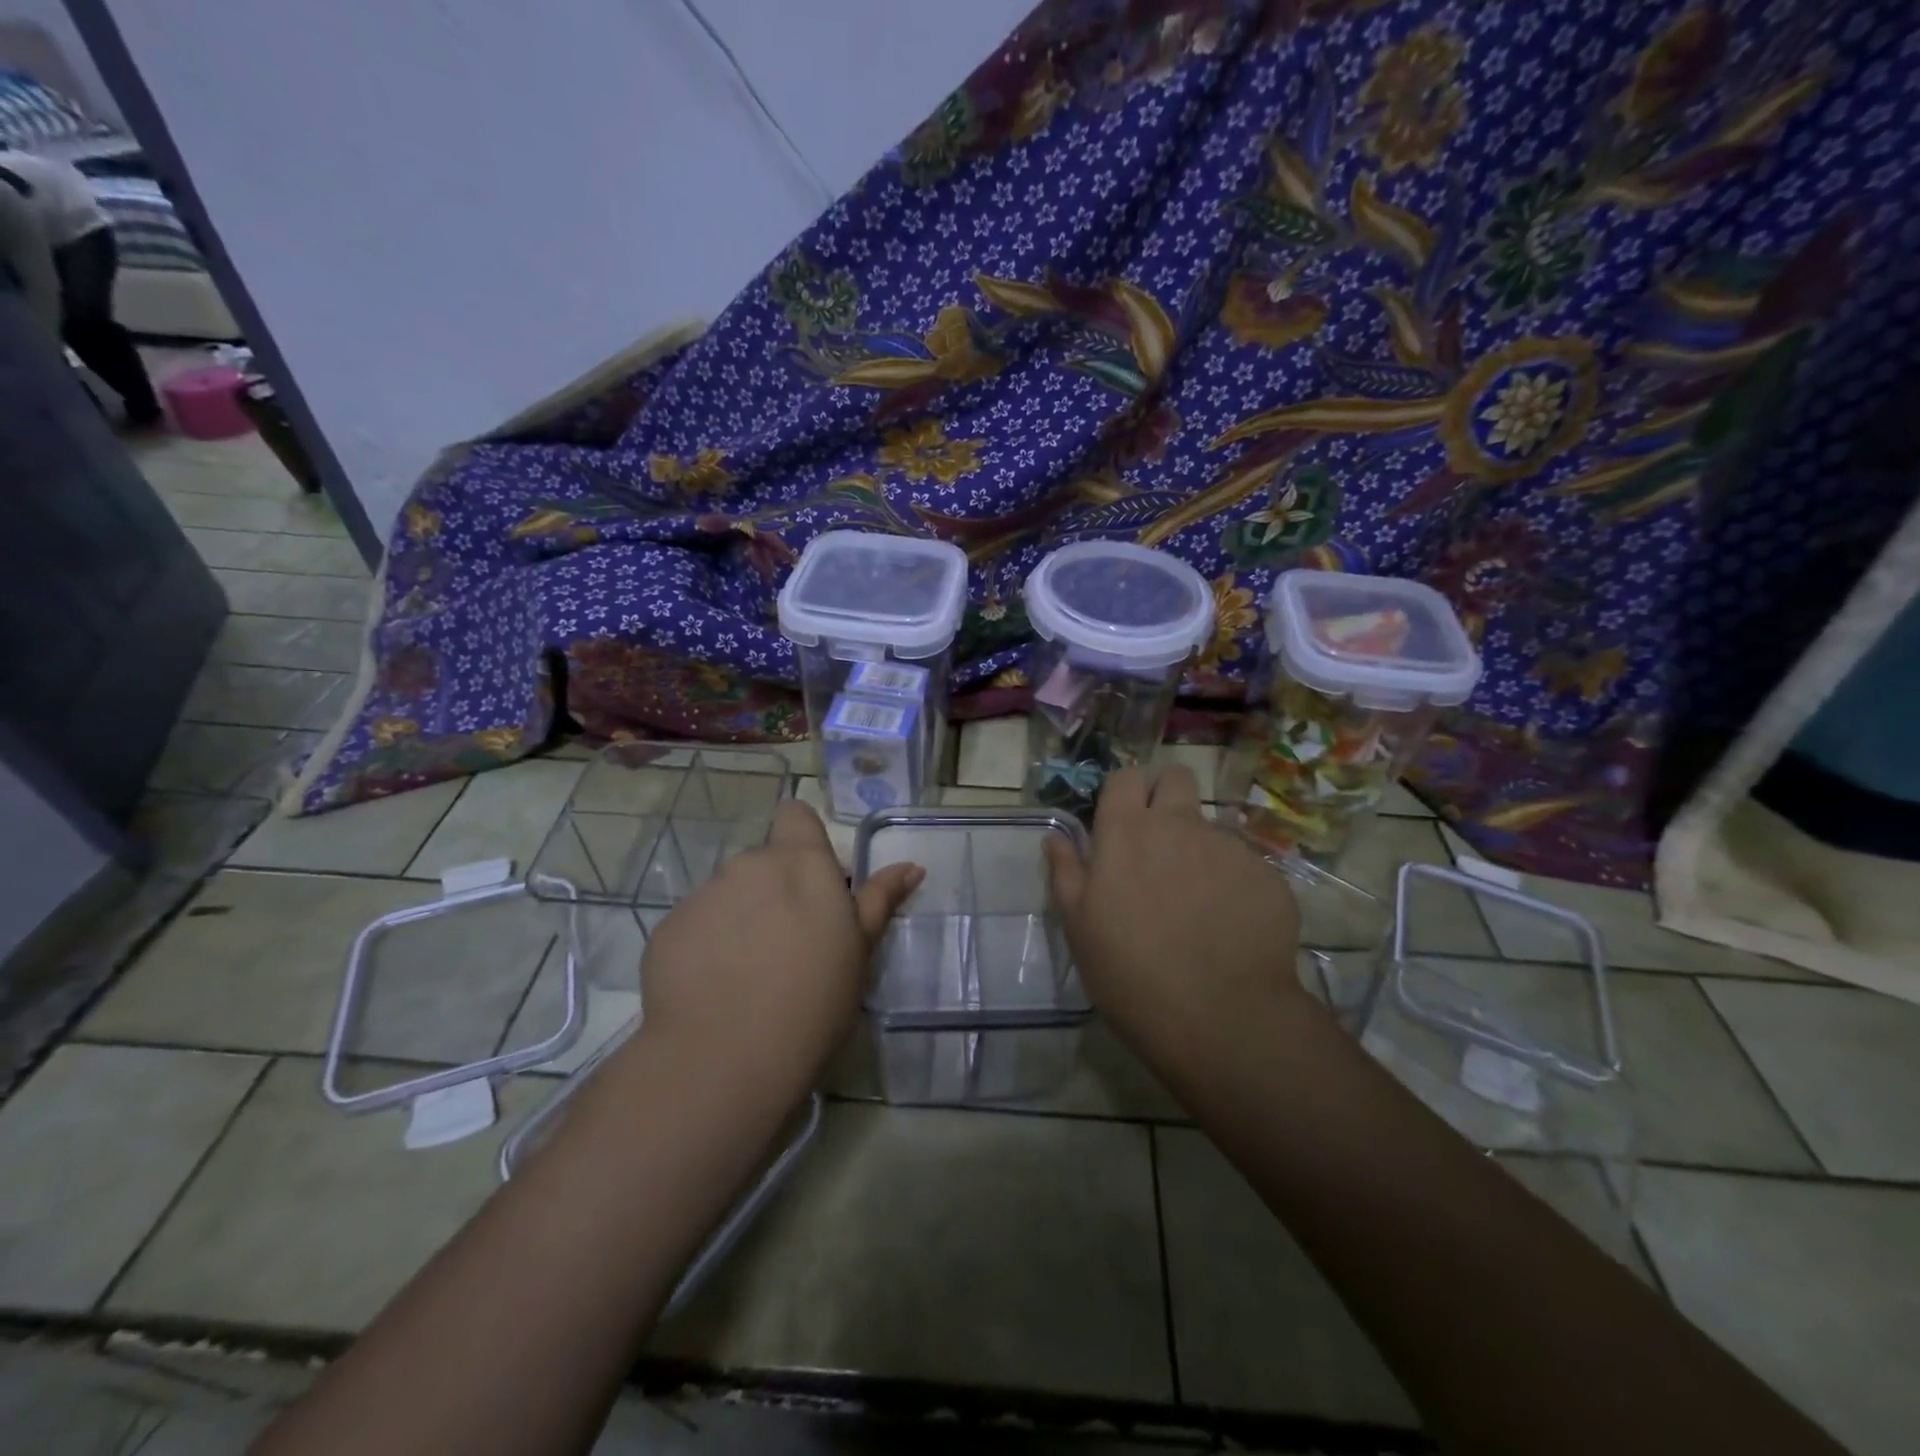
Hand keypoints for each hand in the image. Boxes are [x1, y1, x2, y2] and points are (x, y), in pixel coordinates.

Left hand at [637, 800, 921, 1093]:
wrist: (727, 1057)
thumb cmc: (814, 999)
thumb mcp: (860, 951)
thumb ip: (880, 900)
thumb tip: (911, 866)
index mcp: (801, 863)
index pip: (795, 814)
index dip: (803, 838)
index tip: (811, 880)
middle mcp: (749, 865)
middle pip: (764, 862)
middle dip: (774, 890)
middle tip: (788, 944)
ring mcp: (704, 895)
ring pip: (728, 895)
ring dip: (740, 918)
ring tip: (748, 974)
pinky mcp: (669, 928)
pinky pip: (696, 925)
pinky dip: (706, 945)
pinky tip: (714, 988)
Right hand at [1042, 765, 1304, 1061]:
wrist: (1219, 1018)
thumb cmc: (1129, 973)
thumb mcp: (1079, 926)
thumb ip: (1066, 871)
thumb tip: (1055, 836)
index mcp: (1126, 832)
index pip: (1125, 777)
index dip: (1124, 792)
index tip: (1122, 820)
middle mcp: (1179, 824)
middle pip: (1177, 777)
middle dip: (1168, 795)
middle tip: (1161, 841)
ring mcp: (1228, 846)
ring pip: (1212, 826)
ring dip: (1201, 848)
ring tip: (1199, 902)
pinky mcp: (1267, 874)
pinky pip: (1246, 865)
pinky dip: (1235, 884)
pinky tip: (1230, 926)